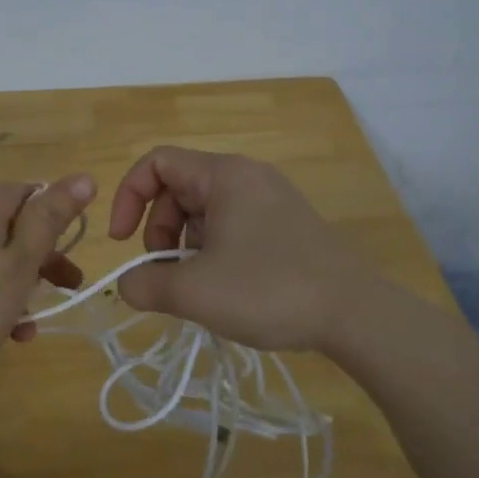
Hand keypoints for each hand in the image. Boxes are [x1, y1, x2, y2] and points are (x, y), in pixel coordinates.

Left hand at [0, 175, 95, 382]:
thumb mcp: (20, 266)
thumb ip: (51, 219)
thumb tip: (84, 177)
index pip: (32, 197)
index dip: (56, 232)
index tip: (67, 273)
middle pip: (5, 225)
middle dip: (34, 263)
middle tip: (55, 299)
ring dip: (6, 283)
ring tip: (19, 328)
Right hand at [107, 147, 376, 351]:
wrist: (357, 314)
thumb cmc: (269, 290)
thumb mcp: (194, 292)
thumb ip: (144, 284)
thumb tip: (128, 284)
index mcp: (224, 175)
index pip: (156, 163)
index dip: (128, 198)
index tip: (122, 243)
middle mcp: (248, 177)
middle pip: (179, 189)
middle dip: (159, 231)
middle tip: (166, 275)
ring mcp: (271, 201)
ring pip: (205, 212)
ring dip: (185, 247)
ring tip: (197, 288)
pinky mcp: (287, 226)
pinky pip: (232, 227)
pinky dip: (214, 253)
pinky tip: (225, 290)